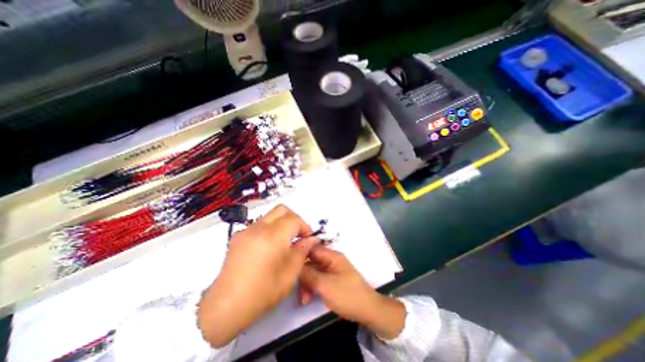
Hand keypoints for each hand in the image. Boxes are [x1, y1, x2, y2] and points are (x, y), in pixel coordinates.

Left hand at [195, 205, 317, 346]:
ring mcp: (246, 231)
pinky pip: (259, 224)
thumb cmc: (263, 291)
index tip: (308, 238)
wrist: (226, 306)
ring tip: (284, 242)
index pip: (294, 219)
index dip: (305, 226)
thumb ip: (303, 250)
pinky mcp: (238, 237)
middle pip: (281, 209)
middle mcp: (258, 228)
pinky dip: (269, 229)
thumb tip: (312, 239)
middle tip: (298, 234)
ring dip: (282, 223)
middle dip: (294, 218)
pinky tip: (269, 247)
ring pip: (270, 215)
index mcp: (273, 236)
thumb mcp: (290, 272)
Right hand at [299, 248, 407, 340]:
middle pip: (311, 261)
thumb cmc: (347, 295)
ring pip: (313, 272)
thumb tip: (294, 266)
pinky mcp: (332, 280)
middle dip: (302, 274)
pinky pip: (318, 279)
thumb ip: (308, 274)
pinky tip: (307, 299)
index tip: (287, 264)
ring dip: (306, 284)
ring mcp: (332, 270)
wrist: (367, 310)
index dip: (299, 254)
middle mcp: (331, 260)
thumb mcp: (325, 285)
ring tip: (303, 299)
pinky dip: (312, 288)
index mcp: (331, 256)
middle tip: (295, 289)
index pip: (312, 249)